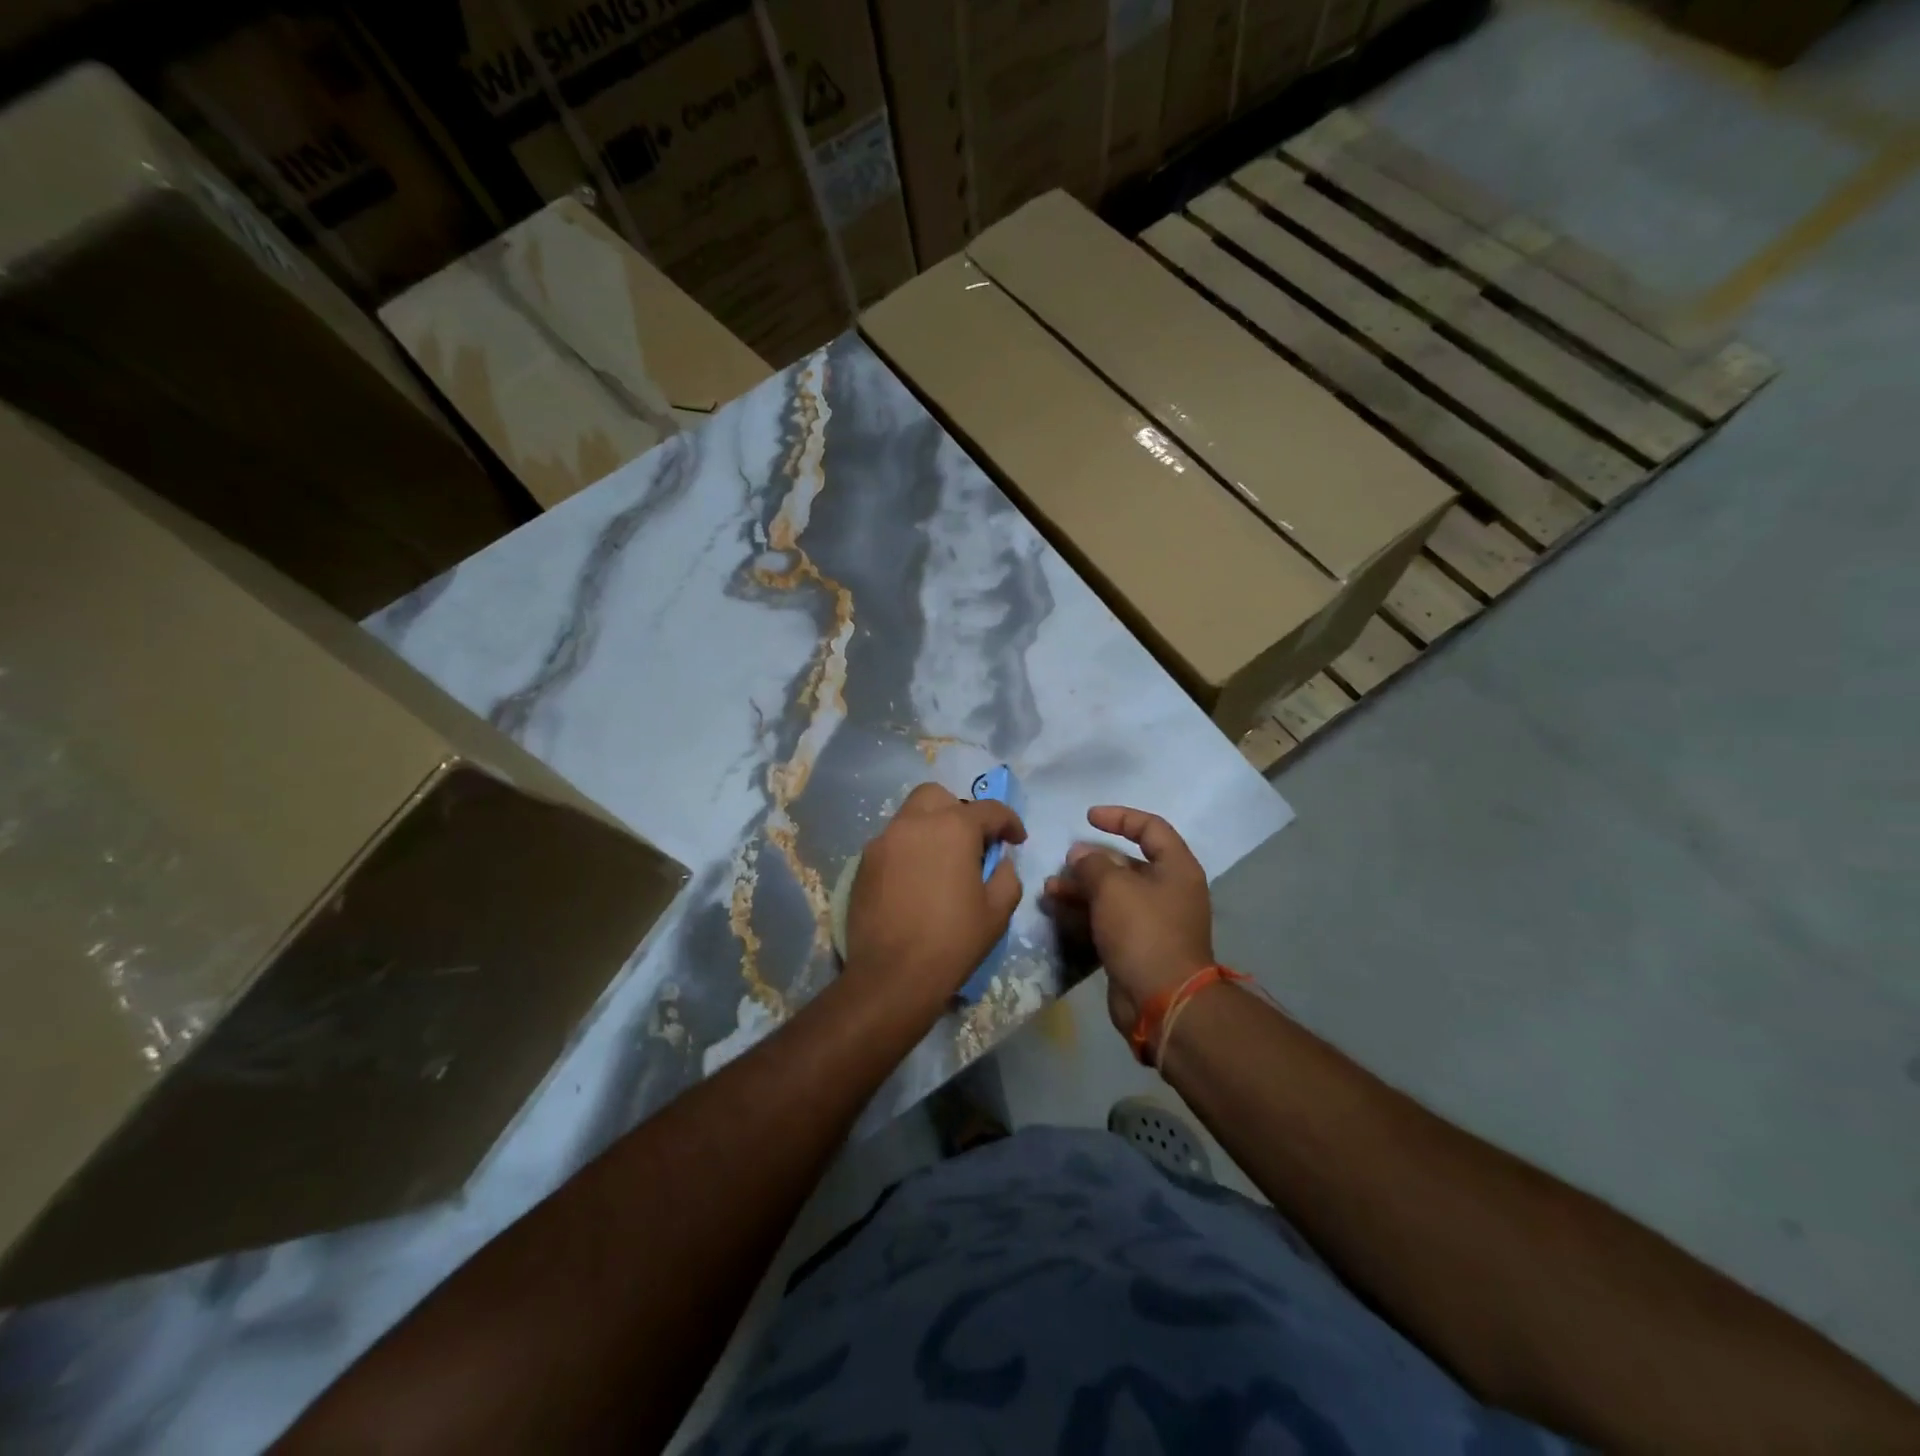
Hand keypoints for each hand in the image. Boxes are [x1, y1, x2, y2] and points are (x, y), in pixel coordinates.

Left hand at [843, 782, 1025, 1021]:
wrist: (892, 976)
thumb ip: (1006, 876)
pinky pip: (892, 842)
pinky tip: (917, 880)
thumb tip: (999, 862)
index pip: (989, 809)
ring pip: (911, 816)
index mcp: (953, 828)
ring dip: (931, 828)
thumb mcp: (997, 912)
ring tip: (943, 862)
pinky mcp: (864, 863)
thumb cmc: (953, 942)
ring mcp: (883, 841)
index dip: (1009, 822)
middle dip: (960, 811)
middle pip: (939, 797)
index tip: (1017, 841)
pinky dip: (909, 849)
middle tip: (972, 842)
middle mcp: (914, 823)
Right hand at [1043, 806, 1213, 1036]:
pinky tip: (1055, 910)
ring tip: (1049, 889)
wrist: (1163, 1002)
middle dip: (1091, 861)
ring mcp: (1153, 921)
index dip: (1119, 817)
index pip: (1150, 828)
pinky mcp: (1136, 947)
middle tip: (1063, 863)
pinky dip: (1083, 913)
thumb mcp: (1114, 887)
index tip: (1088, 817)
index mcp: (1176, 868)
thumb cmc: (1143, 931)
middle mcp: (1169, 891)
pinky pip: (1107, 920)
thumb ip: (1093, 864)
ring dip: (1080, 889)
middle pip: (1127, 864)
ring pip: (1112, 894)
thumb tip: (1081, 855)